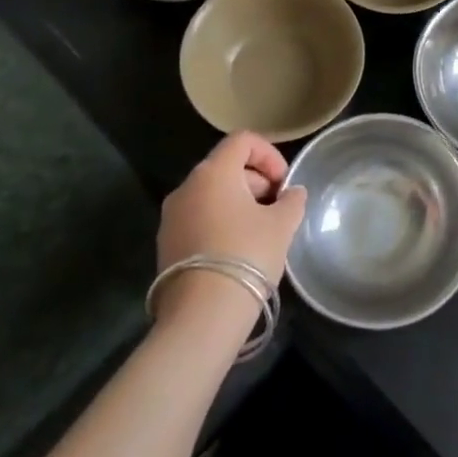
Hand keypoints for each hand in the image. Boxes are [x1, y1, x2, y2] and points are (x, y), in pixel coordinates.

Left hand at [155, 132, 306, 317]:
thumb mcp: (282, 224)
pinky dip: (220, 223)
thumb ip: (292, 200)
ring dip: (238, 203)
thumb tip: (292, 193)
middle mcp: (186, 187)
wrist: (202, 315)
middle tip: (277, 209)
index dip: (269, 154)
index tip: (284, 183)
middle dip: (256, 181)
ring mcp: (171, 217)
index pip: (242, 140)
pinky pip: (198, 219)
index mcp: (213, 173)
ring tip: (260, 232)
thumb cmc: (247, 255)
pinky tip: (237, 251)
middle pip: (226, 166)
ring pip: (211, 194)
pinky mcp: (165, 244)